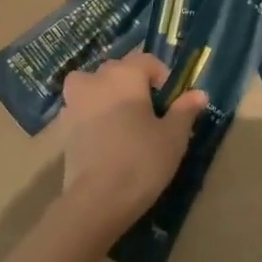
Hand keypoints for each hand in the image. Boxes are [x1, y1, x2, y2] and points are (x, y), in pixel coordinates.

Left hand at [47, 50, 207, 233]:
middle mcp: (96, 80)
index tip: (171, 103)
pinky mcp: (63, 126)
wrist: (96, 200)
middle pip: (119, 71)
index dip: (162, 77)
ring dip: (107, 95)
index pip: (146, 61)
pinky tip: (105, 138)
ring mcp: (75, 102)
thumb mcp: (173, 136)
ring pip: (94, 86)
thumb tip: (198, 93)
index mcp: (125, 75)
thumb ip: (185, 110)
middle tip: (150, 114)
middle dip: (135, 85)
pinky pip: (82, 109)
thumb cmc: (141, 161)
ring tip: (123, 122)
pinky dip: (92, 115)